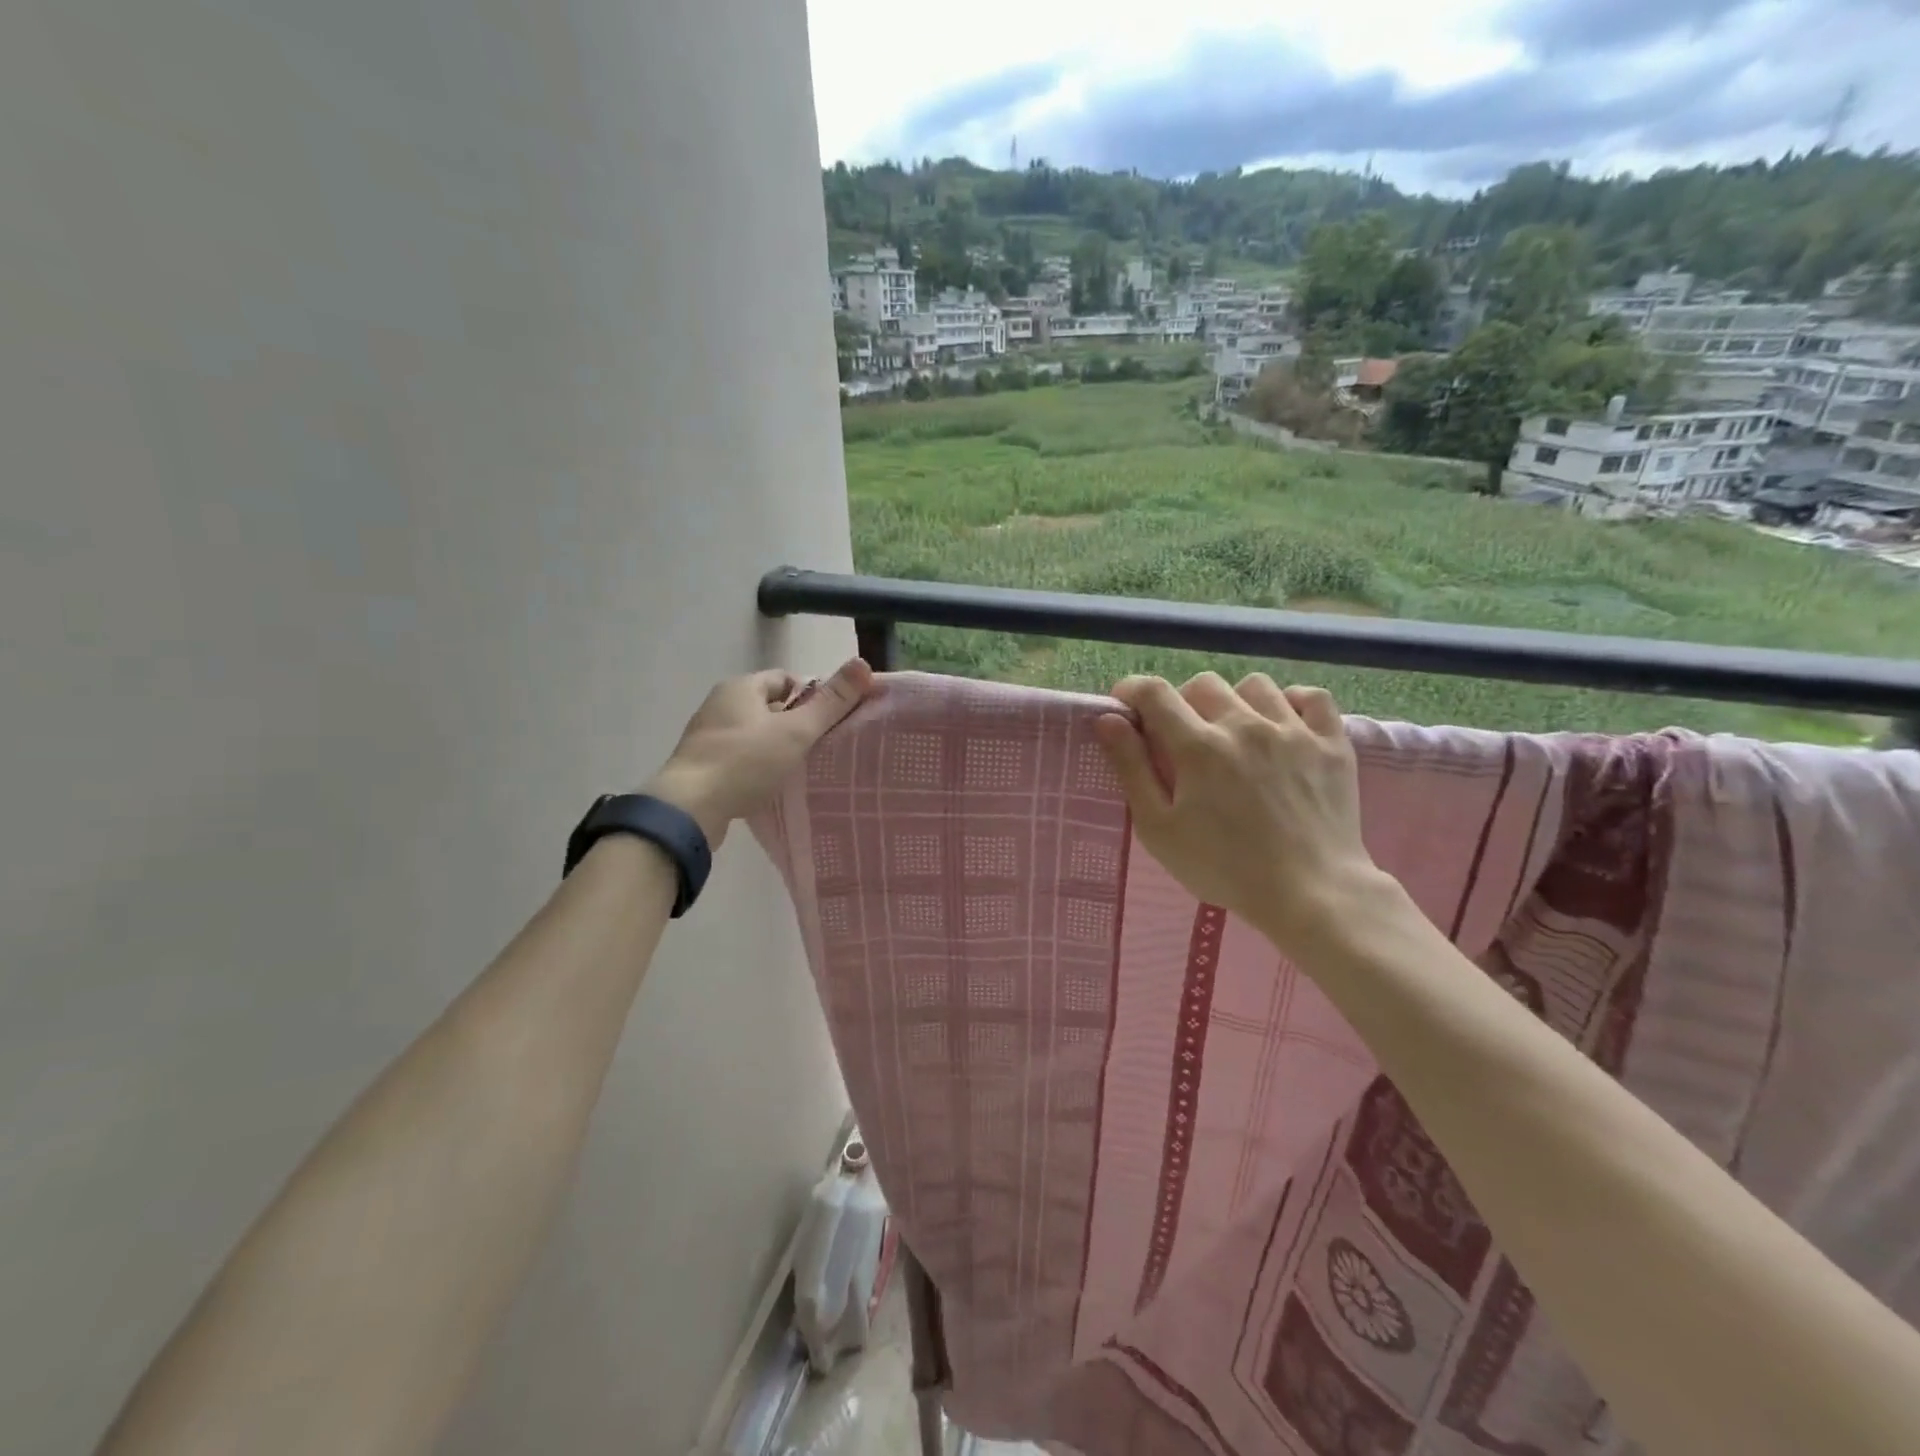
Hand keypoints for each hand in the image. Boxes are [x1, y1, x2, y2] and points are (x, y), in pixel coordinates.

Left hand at [644, 659, 878, 846]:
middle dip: (796, 723)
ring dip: (777, 747)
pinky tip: (772, 785)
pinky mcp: (701, 765)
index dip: (813, 695)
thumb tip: (863, 664)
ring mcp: (707, 736)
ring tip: (802, 768)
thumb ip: (831, 702)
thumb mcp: (796, 731)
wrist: (689, 808)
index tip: (832, 720)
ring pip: (754, 734)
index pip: (786, 679)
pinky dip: (757, 766)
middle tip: (822, 746)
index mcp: (741, 687)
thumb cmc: (745, 762)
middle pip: (770, 707)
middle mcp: (720, 704)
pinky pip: (739, 757)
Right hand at [1092, 673, 1385, 952]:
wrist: (1311, 894)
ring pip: (1254, 685)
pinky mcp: (1332, 744)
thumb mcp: (1159, 829)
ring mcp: (1293, 731)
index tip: (1127, 706)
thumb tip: (1108, 720)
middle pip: (1203, 684)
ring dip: (1235, 701)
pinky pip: (1313, 698)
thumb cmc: (1224, 868)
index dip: (1133, 691)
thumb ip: (1131, 769)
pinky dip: (1293, 703)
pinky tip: (1283, 726)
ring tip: (1234, 733)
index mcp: (1198, 746)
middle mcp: (1244, 724)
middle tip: (1182, 737)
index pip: (1155, 693)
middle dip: (1183, 702)